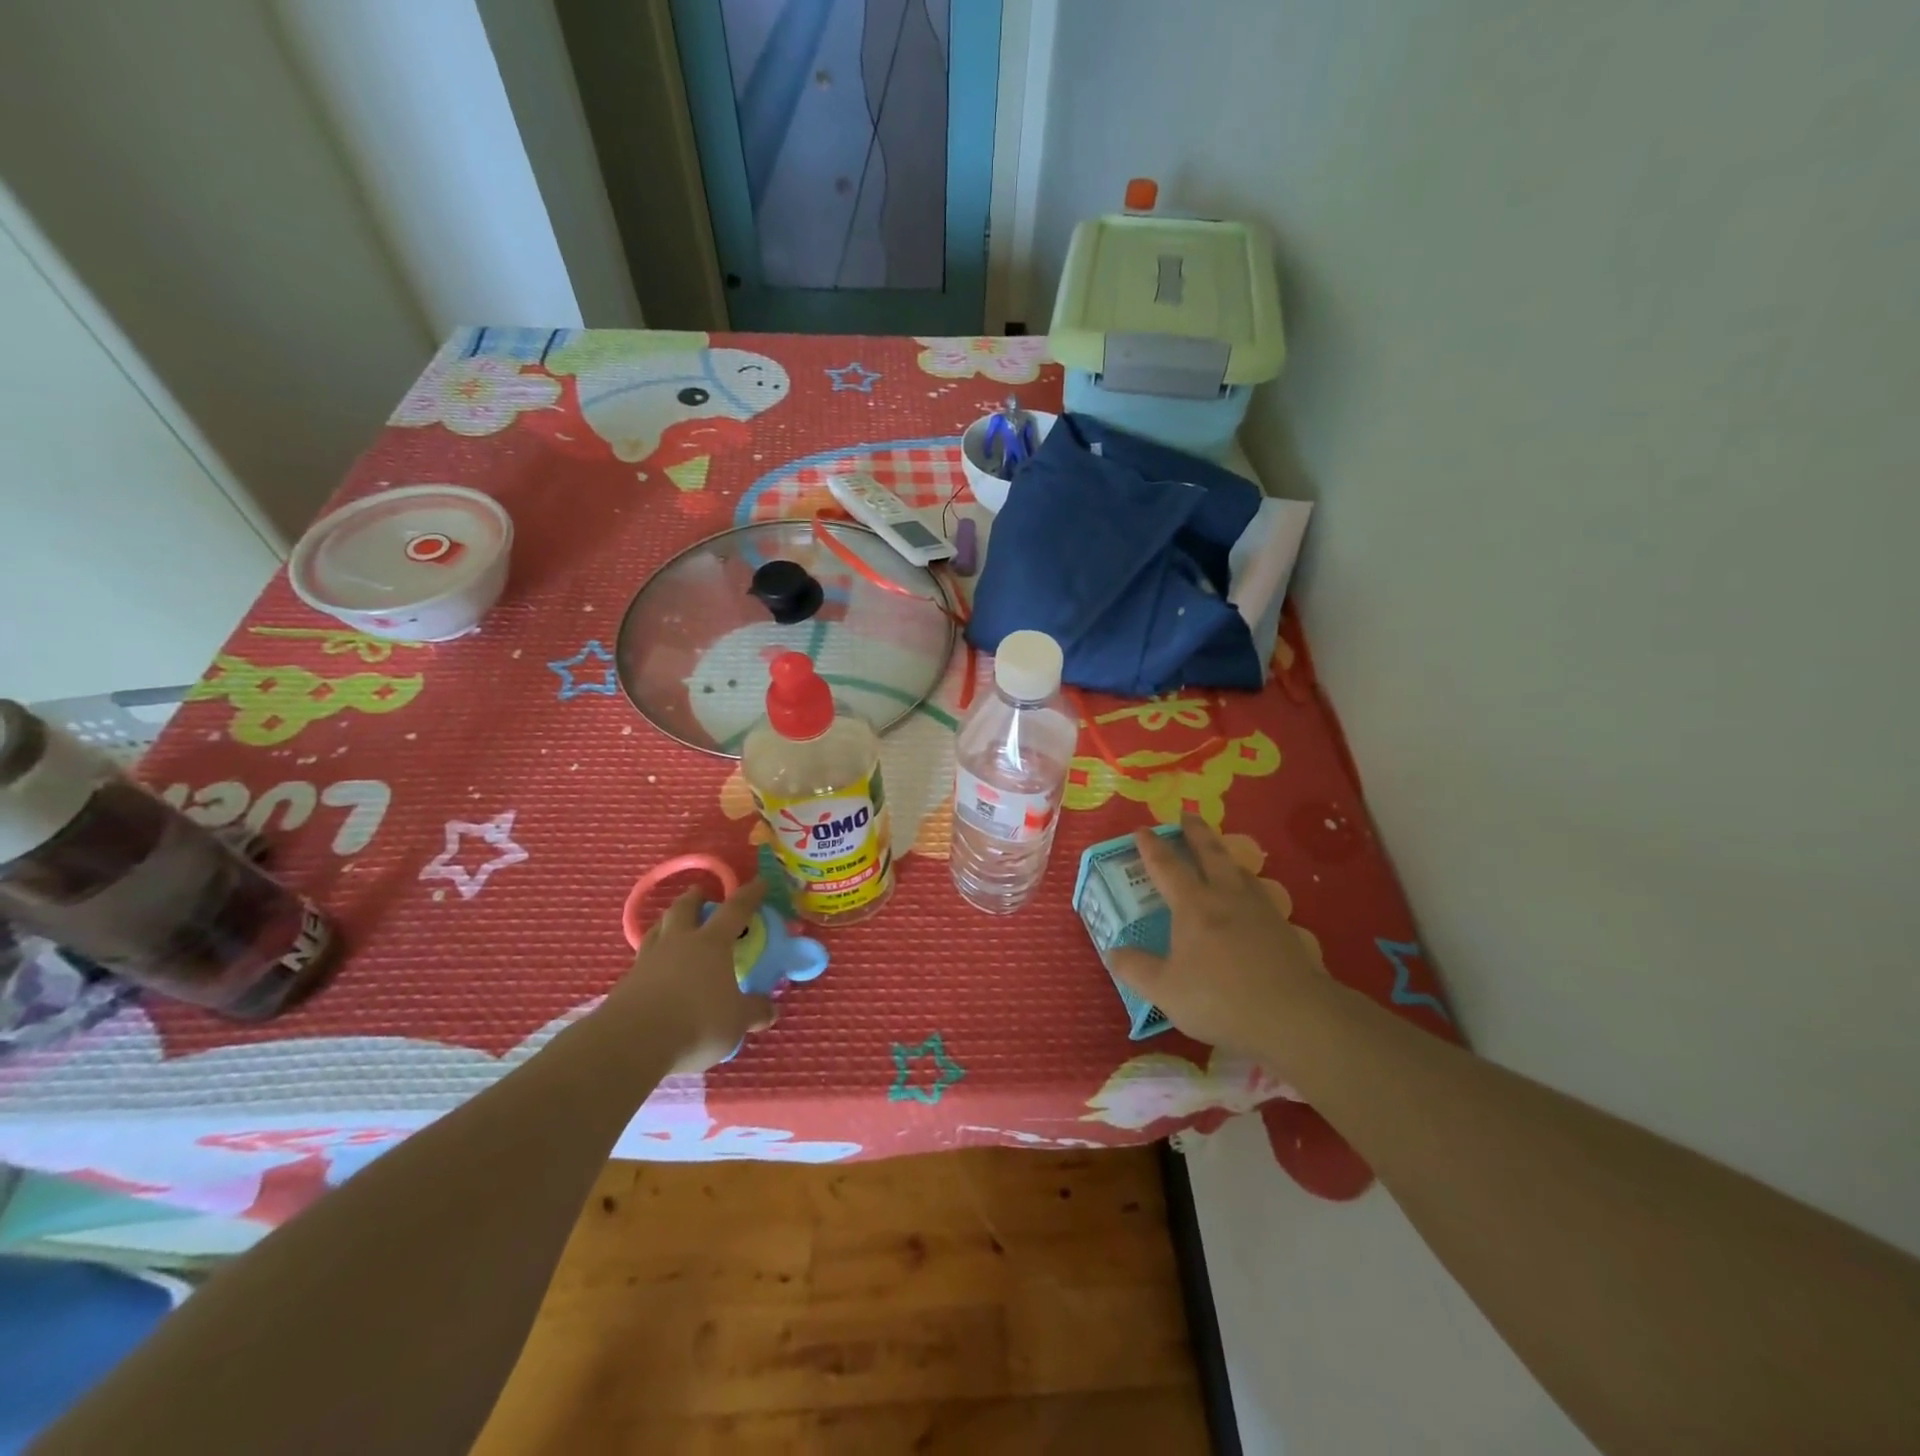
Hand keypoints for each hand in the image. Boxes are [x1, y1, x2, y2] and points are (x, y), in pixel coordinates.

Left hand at [601, 878, 776, 1071]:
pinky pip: (642, 959)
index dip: (749, 895)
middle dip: (695, 897)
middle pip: (685, 908)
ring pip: (657, 929)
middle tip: (701, 894)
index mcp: (711, 943)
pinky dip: (652, 957)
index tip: (759, 883)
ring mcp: (648, 960)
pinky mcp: (626, 983)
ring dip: (668, 921)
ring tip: (673, 924)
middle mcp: (679, 942)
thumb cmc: (696, 1023)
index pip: (735, 909)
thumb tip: (771, 1010)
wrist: (631, 1044)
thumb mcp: (736, 1022)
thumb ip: (755, 1011)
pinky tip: (655, 970)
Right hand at [1108, 816, 1326, 1061]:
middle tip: (1187, 815)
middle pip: (1210, 853)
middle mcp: (1227, 897)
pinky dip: (1251, 888)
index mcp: (1193, 905)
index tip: (1142, 829)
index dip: (1151, 847)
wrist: (1295, 1015)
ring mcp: (1261, 910)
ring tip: (1221, 853)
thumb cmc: (1220, 998)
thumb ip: (1136, 969)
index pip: (1167, 866)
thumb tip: (1112, 952)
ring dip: (1226, 856)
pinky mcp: (1285, 929)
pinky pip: (1262, 896)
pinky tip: (1254, 901)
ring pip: (1240, 871)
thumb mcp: (1165, 990)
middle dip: (1196, 832)